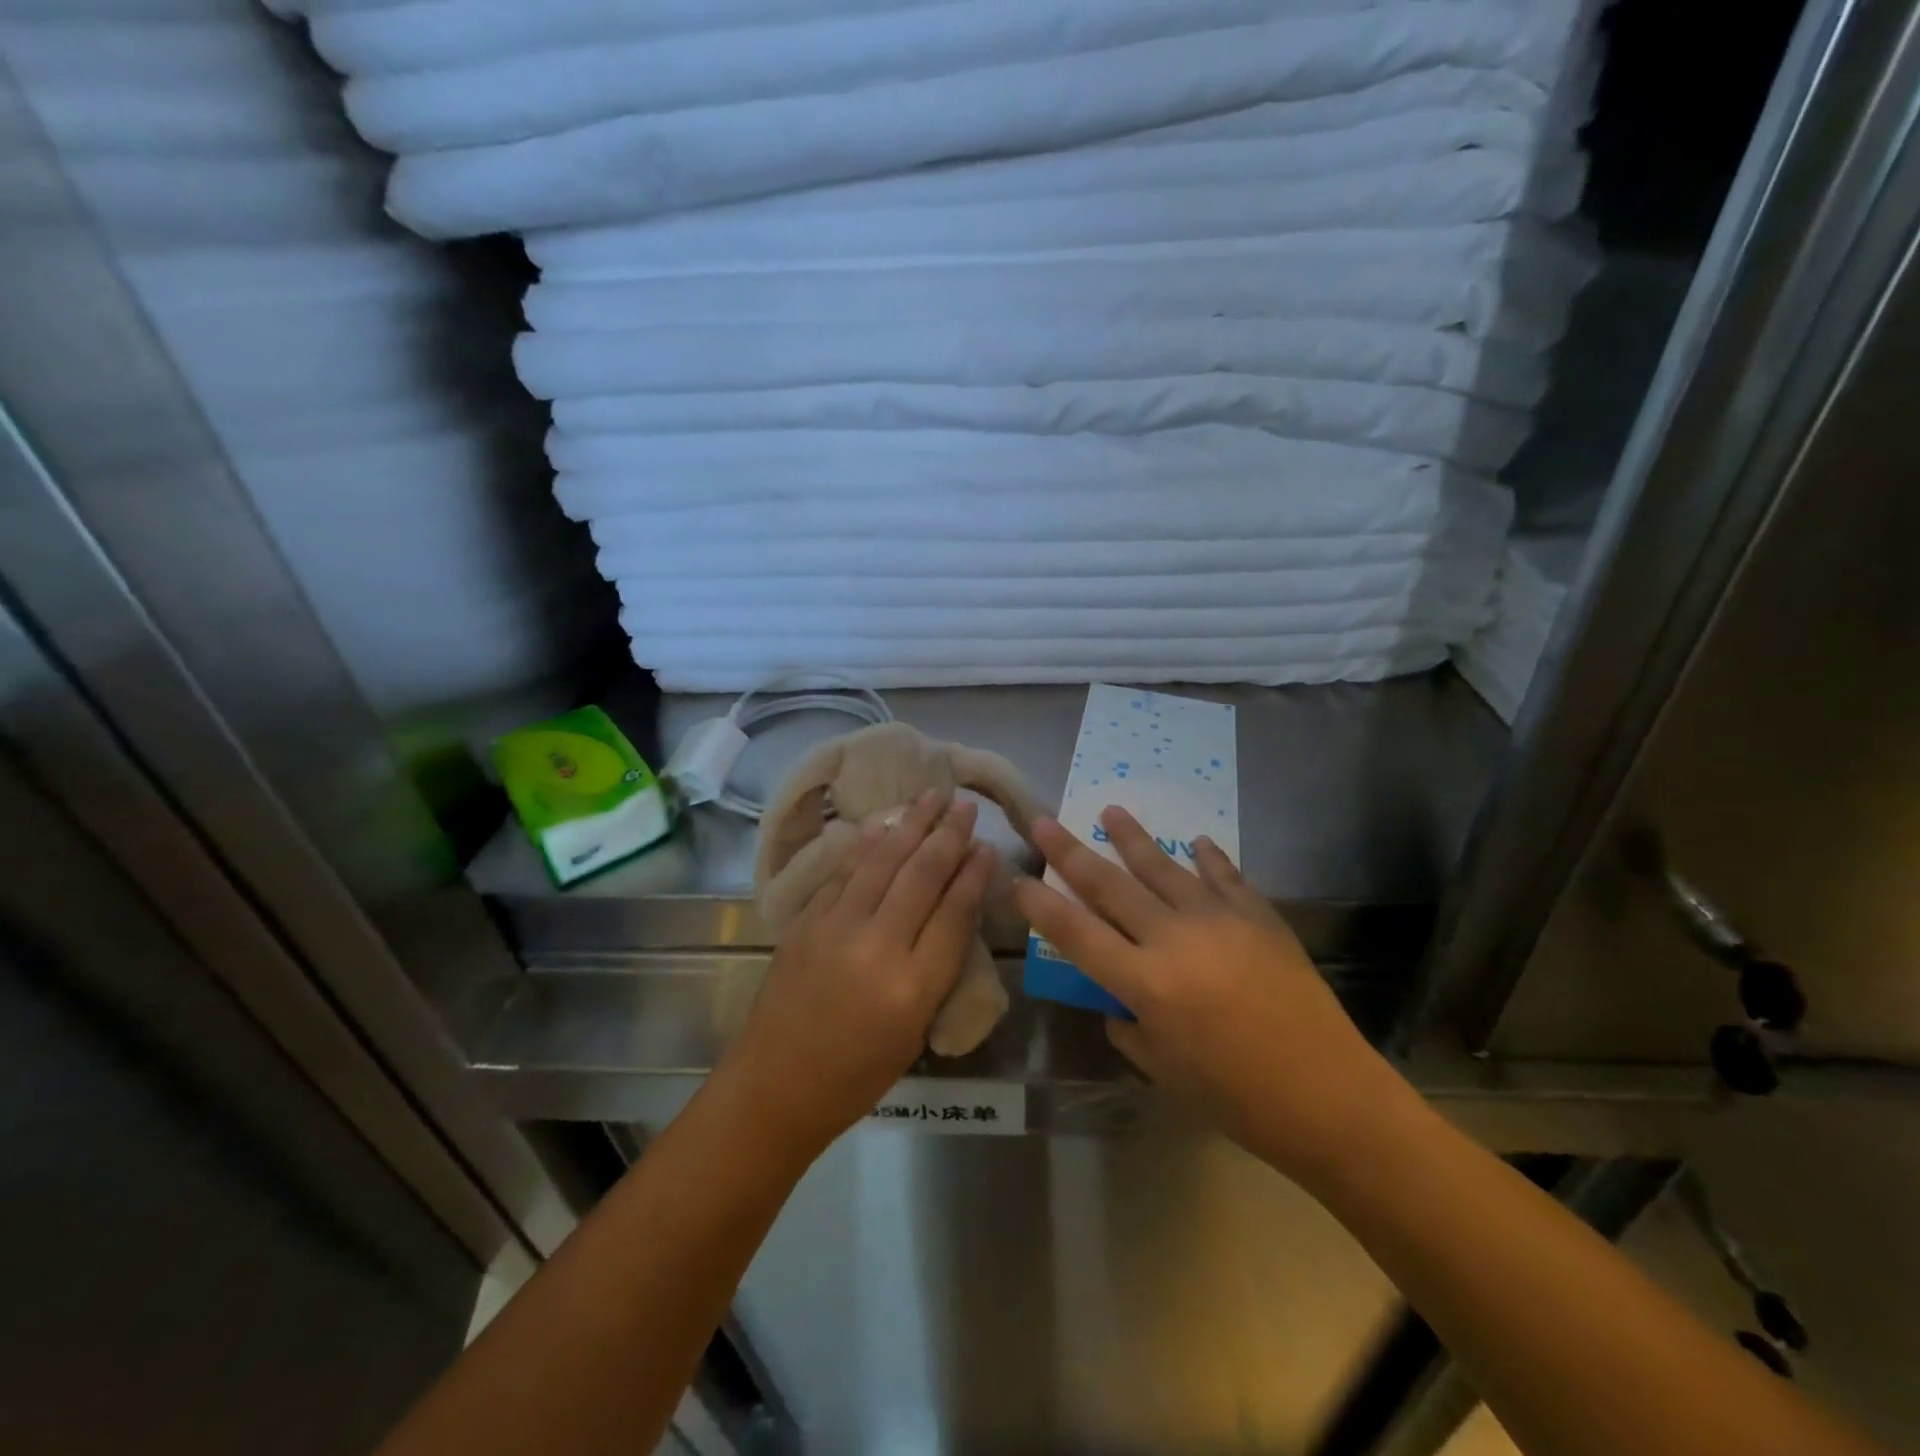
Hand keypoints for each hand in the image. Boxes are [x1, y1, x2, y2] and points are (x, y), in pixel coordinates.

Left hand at [720, 790, 994, 1154]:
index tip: (987, 844)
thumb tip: (955, 906)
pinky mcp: (806, 921)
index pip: (954, 912)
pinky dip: (868, 845)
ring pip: (882, 862)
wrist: (776, 1085)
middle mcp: (877, 947)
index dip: (974, 873)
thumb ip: (938, 965)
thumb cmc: (858, 1074)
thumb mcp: (916, 1029)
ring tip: (932, 796)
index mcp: (913, 987)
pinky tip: (883, 825)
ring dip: (910, 825)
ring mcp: (835, 928)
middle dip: (948, 835)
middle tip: (966, 805)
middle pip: (921, 876)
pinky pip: (844, 872)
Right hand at [1013, 807, 1413, 1184]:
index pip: (1076, 933)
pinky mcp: (1259, 916)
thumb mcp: (1166, 1072)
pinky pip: (1226, 877)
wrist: (1330, 1095)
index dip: (1041, 905)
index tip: (1018, 880)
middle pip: (1111, 885)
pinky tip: (1196, 841)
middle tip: (1043, 822)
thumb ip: (1130, 1029)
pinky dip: (1209, 858)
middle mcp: (1175, 939)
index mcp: (1146, 983)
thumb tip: (1117, 1002)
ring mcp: (1220, 920)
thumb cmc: (1238, 1098)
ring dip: (1132, 838)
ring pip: (1164, 867)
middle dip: (1071, 852)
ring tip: (1111, 810)